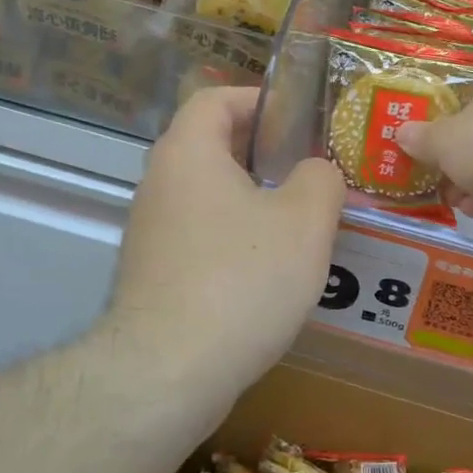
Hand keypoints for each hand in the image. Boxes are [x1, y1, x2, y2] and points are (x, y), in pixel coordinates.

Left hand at [106, 86, 344, 401]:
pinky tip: (269, 271)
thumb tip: (316, 173)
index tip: (298, 120)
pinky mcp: (153, 275)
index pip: (215, 99)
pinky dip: (233, 238)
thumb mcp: (304, 222)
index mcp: (189, 153)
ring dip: (251, 200)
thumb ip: (321, 180)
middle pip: (211, 147)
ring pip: (208, 197)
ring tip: (299, 223)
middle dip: (263, 154)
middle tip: (310, 172)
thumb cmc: (242, 279)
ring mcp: (150, 232)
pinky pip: (199, 236)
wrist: (168, 372)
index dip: (258, 99)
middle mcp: (159, 184)